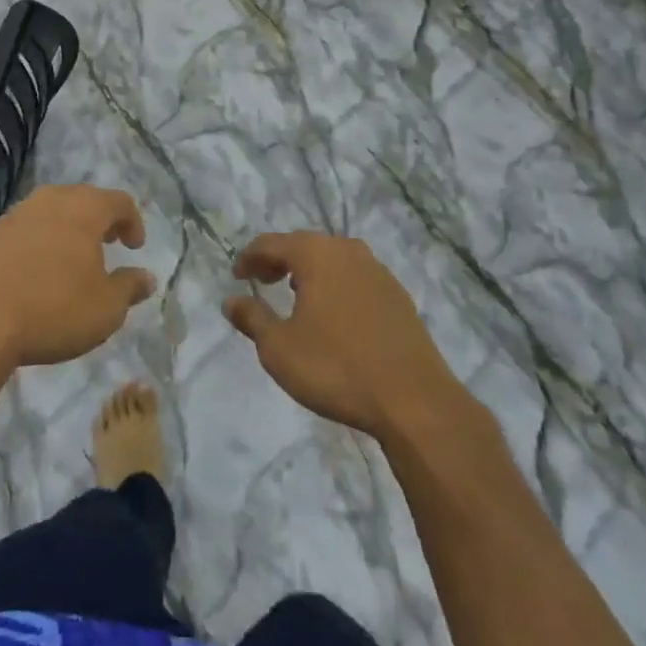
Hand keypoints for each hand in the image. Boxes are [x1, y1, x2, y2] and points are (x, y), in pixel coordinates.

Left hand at [0, 184, 153, 368]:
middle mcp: (50, 201)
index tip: (134, 247)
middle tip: (107, 245)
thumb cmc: (54, 310)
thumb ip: (130, 288)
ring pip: (50, 212)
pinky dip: (37, 243)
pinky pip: (23, 230)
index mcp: (84, 209)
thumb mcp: (106, 309)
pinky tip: (34, 273)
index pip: (118, 202)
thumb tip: (146, 277)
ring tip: (70, 260)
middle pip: (82, 199)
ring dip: (65, 230)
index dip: (132, 221)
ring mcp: (14, 215)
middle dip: (99, 220)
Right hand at [224, 231, 489, 443]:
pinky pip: (355, 279)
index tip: (236, 276)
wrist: (414, 401)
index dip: (250, 257)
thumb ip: (252, 318)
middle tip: (262, 281)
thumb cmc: (336, 368)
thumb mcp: (279, 348)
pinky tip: (333, 314)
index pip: (272, 243)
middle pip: (304, 246)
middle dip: (279, 261)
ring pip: (333, 260)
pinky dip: (336, 286)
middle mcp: (348, 251)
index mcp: (316, 254)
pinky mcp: (399, 296)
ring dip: (310, 272)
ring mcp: (378, 272)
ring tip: (295, 295)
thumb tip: (231, 301)